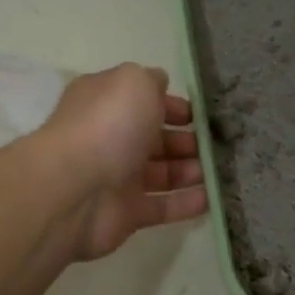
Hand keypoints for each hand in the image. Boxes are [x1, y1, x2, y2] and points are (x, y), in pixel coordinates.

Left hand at [37, 64, 208, 259]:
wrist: (74, 190)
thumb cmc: (107, 126)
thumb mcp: (133, 83)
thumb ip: (151, 80)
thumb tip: (160, 84)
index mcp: (107, 104)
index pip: (144, 101)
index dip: (173, 106)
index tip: (202, 115)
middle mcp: (111, 138)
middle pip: (156, 139)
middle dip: (188, 141)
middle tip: (219, 145)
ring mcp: (118, 178)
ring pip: (163, 173)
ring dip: (193, 170)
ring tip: (221, 170)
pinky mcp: (127, 214)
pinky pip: (163, 207)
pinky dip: (187, 203)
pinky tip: (214, 198)